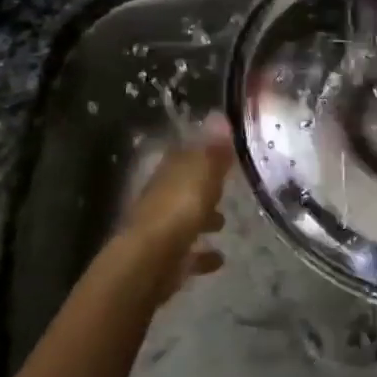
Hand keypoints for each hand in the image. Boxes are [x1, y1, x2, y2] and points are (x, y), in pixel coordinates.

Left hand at [118, 114, 234, 300]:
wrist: (149, 261)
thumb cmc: (178, 210)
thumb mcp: (203, 173)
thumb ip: (214, 149)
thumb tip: (220, 115)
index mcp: (170, 172)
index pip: (186, 153)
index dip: (203, 150)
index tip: (224, 150)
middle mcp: (162, 197)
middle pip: (185, 187)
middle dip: (204, 187)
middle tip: (227, 188)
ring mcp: (162, 229)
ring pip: (185, 219)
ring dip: (203, 219)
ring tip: (225, 223)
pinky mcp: (167, 259)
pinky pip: (188, 254)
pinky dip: (202, 255)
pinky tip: (219, 258)